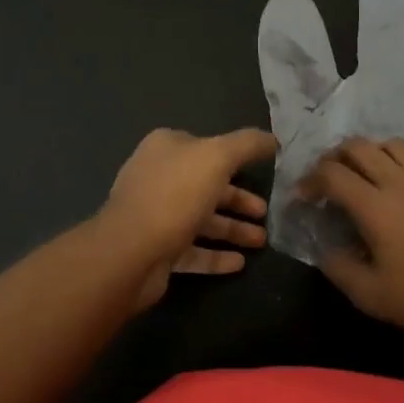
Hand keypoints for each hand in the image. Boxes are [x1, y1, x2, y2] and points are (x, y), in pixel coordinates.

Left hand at [98, 128, 278, 306]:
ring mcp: (155, 215)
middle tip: (266, 213)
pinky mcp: (156, 249)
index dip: (236, 158)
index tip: (264, 171)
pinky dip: (216, 255)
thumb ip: (248, 145)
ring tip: (262, 241)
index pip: (207, 147)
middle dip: (239, 200)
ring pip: (201, 219)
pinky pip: (192, 250)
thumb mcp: (218, 157)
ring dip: (232, 229)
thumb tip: (273, 139)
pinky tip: (240, 263)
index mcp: (167, 148)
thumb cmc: (175, 194)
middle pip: (207, 186)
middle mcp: (158, 177)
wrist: (130, 252)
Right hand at [300, 136, 403, 358]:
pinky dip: (398, 165)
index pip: (331, 174)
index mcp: (376, 206)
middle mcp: (400, 182)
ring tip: (362, 176)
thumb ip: (339, 268)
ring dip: (368, 153)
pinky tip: (400, 192)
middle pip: (358, 146)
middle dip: (334, 157)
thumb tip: (325, 248)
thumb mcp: (372, 298)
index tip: (302, 197)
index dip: (309, 181)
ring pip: (391, 145)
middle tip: (327, 180)